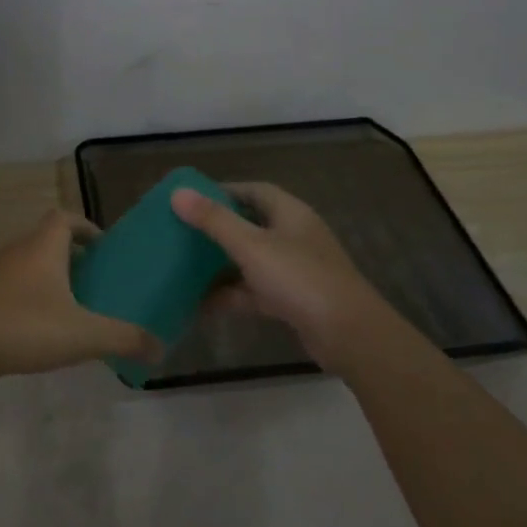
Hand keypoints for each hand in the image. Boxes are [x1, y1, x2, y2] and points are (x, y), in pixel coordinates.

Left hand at [0, 210, 160, 380]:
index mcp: (43, 246)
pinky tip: (41, 325)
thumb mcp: (83, 334)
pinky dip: (31, 294)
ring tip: (73, 303)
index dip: (86, 226)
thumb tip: (160, 348)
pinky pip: (14, 283)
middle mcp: (19, 250)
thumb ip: (124, 338)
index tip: (104, 248)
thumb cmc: (25, 326)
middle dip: (73, 254)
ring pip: (30, 261)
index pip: (66, 217)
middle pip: (48, 238)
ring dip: (51, 274)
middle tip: (95, 279)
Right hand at [171, 183, 395, 375]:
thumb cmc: (300, 278)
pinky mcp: (292, 301)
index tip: (190, 198)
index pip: (253, 191)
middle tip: (181, 233)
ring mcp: (294, 270)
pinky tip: (200, 304)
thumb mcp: (251, 246)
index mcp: (290, 213)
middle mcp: (293, 236)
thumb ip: (214, 220)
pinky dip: (230, 295)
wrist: (349, 335)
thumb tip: (177, 193)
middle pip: (250, 225)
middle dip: (217, 230)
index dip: (223, 191)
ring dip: (220, 265)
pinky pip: (253, 291)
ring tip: (182, 268)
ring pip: (250, 261)